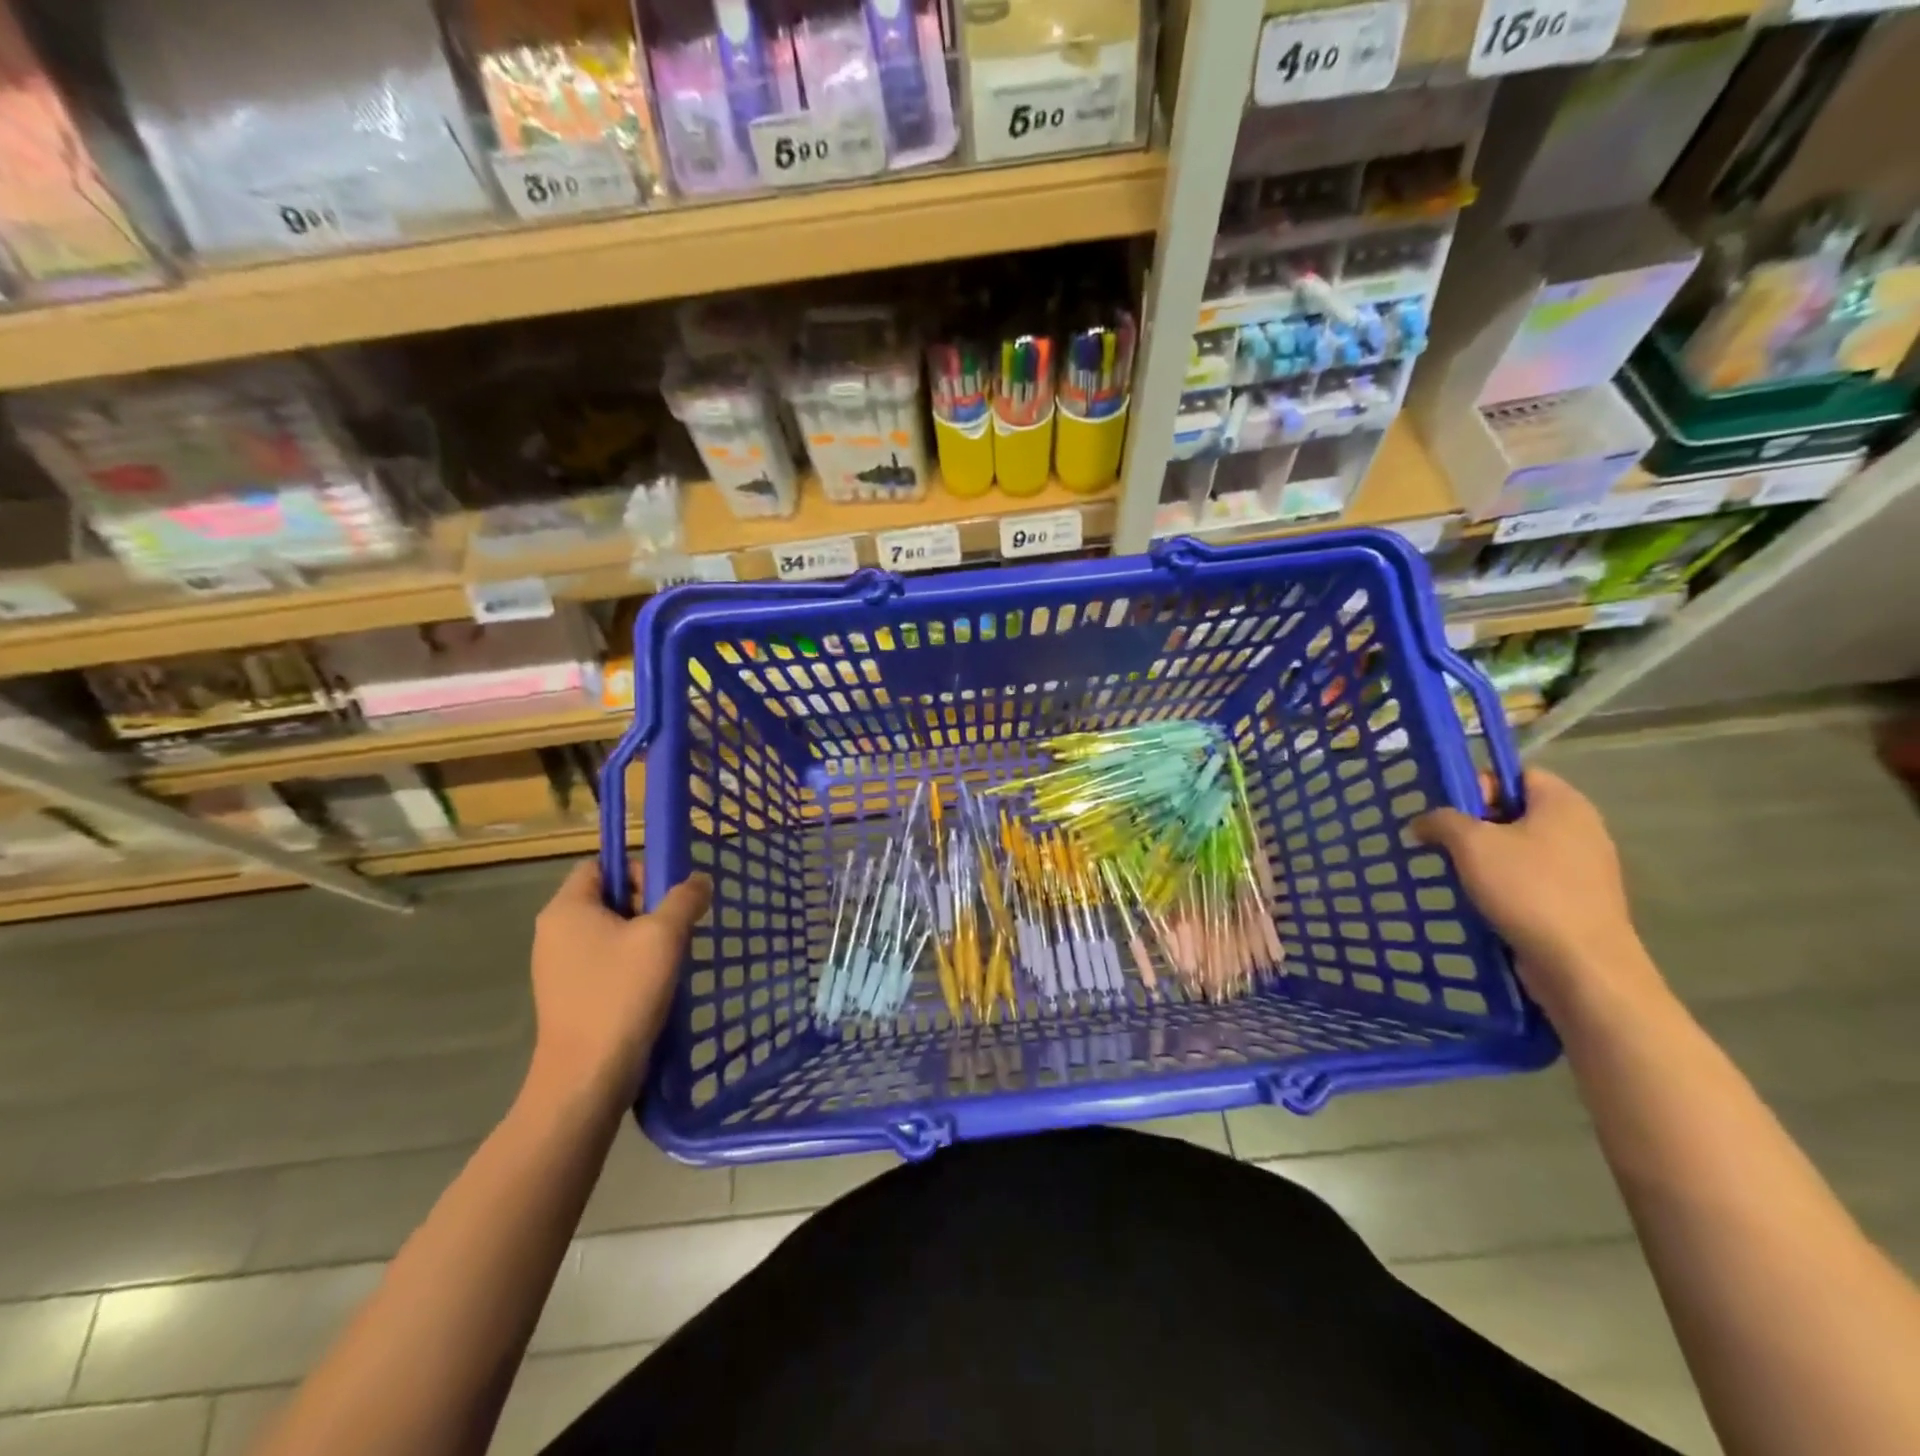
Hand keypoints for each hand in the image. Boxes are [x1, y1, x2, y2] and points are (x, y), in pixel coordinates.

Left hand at [526, 861, 711, 1107]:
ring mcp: (559, 968)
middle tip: (676, 930)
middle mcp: (554, 933)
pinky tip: (655, 986)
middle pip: (608, 898)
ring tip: (670, 960)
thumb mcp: (663, 936)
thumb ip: (684, 899)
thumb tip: (699, 880)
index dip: (637, 870)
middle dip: (647, 907)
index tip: (666, 897)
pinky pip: (605, 963)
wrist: (587, 1078)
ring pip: (611, 932)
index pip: (601, 865)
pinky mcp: (569, 997)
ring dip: (645, 939)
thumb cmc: (621, 994)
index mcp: (566, 909)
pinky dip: (632, 966)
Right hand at [1411, 769, 1663, 1016]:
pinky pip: (1532, 880)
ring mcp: (1585, 868)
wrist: (1582, 966)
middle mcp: (1581, 828)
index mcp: (1564, 803)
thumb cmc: (1528, 890)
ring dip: (1485, 858)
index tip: (1450, 810)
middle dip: (1476, 824)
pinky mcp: (1579, 901)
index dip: (1479, 784)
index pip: (1517, 774)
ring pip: (1521, 848)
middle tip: (1443, 842)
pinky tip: (1479, 901)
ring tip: (1454, 873)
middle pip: (1517, 811)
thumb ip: (1441, 821)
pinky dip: (1504, 885)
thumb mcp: (1471, 844)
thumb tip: (1422, 822)